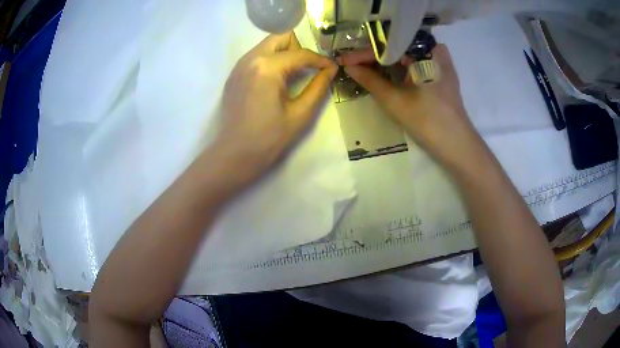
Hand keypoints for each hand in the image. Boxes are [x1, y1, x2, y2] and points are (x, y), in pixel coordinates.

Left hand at [212, 32, 337, 190]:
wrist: (234, 155)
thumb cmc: (269, 138)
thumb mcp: (300, 114)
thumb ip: (318, 87)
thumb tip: (331, 70)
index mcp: (267, 68)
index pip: (300, 54)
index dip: (320, 60)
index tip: (331, 68)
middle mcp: (250, 59)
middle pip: (281, 37)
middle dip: (299, 48)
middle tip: (308, 68)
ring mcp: (239, 66)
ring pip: (267, 45)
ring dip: (284, 53)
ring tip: (293, 75)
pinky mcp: (234, 75)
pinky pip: (256, 56)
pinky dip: (270, 61)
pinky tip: (275, 82)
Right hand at [339, 45, 483, 169]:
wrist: (456, 144)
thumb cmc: (427, 121)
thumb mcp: (394, 100)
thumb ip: (370, 80)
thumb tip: (348, 67)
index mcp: (426, 52)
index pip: (388, 45)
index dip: (363, 53)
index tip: (344, 61)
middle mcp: (434, 50)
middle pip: (397, 46)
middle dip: (373, 55)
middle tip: (352, 63)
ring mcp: (440, 61)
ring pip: (406, 54)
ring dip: (385, 60)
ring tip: (363, 67)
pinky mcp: (442, 73)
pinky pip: (416, 62)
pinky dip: (400, 66)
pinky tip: (385, 71)